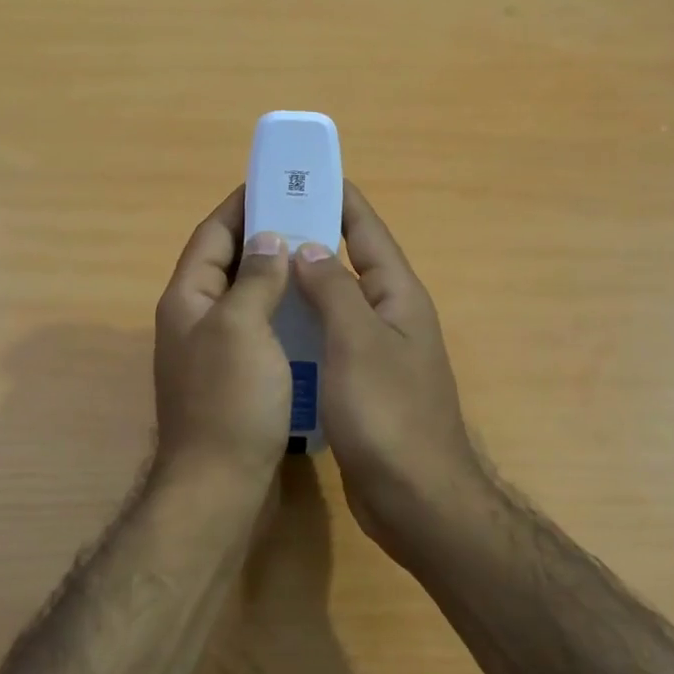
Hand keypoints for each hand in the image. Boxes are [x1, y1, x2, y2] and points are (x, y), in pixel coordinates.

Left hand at [154, 187, 292, 481]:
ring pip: (242, 298)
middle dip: (261, 238)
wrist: (219, 487)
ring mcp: (210, 352)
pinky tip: (309, 313)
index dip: (239, 207)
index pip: (210, 235)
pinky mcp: (231, 380)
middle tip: (305, 219)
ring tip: (314, 258)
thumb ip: (255, 279)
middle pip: (225, 264)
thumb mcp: (242, 327)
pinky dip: (278, 314)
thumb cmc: (230, 400)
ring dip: (272, 276)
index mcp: (186, 299)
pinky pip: (255, 331)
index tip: (274, 185)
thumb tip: (267, 240)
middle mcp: (192, 320)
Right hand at [291, 183, 481, 542]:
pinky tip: (271, 328)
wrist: (416, 500)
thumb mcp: (356, 342)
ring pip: (334, 304)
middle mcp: (390, 316)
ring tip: (257, 268)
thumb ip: (332, 290)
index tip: (303, 174)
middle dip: (310, 238)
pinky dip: (303, 326)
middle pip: (348, 263)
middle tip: (263, 223)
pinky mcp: (361, 385)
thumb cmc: (387, 414)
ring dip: (302, 284)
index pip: (366, 231)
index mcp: (397, 296)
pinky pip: (328, 340)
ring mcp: (376, 353)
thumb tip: (307, 247)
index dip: (338, 198)